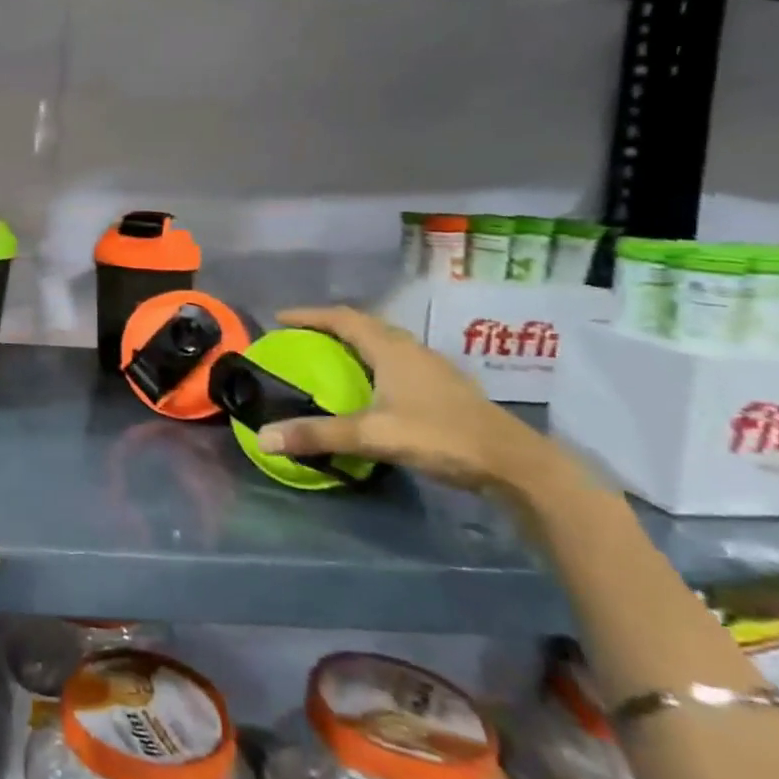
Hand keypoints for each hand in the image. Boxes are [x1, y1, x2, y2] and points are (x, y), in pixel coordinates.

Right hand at [255, 305, 575, 495]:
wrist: (514, 463)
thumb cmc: (440, 436)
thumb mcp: (372, 436)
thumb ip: (318, 435)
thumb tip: (264, 437)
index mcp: (391, 349)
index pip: (342, 318)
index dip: (309, 315)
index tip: (279, 318)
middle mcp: (411, 349)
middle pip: (364, 325)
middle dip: (329, 326)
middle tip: (302, 337)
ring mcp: (432, 367)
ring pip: (385, 342)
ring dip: (355, 343)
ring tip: (330, 357)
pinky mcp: (445, 387)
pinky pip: (398, 361)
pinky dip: (374, 362)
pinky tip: (371, 387)